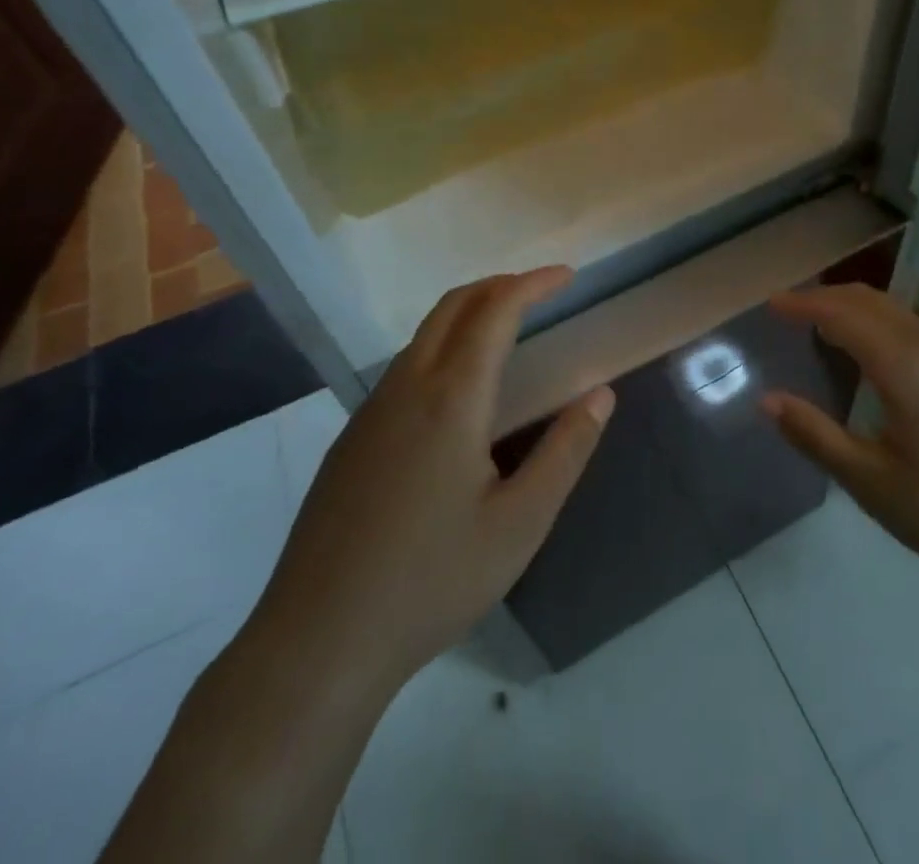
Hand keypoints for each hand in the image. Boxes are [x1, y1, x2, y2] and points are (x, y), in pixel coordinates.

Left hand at [249, 268, 614, 697]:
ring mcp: (370, 412)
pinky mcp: (350, 440)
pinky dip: (441, 348)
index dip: (532, 284)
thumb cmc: (432, 582)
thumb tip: (601, 394)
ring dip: (467, 315)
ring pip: (422, 335)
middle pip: (452, 306)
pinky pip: (403, 369)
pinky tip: (457, 396)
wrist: (318, 643)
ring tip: (506, 333)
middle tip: (539, 292)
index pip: (495, 311)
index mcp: (451, 398)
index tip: (567, 276)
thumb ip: (566, 451)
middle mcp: (406, 388)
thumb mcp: (520, 523)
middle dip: (498, 286)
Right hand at [763, 284, 918, 605]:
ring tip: (821, 327)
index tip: (770, 305)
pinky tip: (873, 354)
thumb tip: (768, 400)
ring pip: (895, 310)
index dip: (802, 304)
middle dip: (825, 297)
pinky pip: (914, 326)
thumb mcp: (876, 486)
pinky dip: (879, 323)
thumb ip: (817, 437)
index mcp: (905, 364)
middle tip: (788, 312)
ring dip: (853, 308)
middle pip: (869, 300)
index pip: (841, 313)